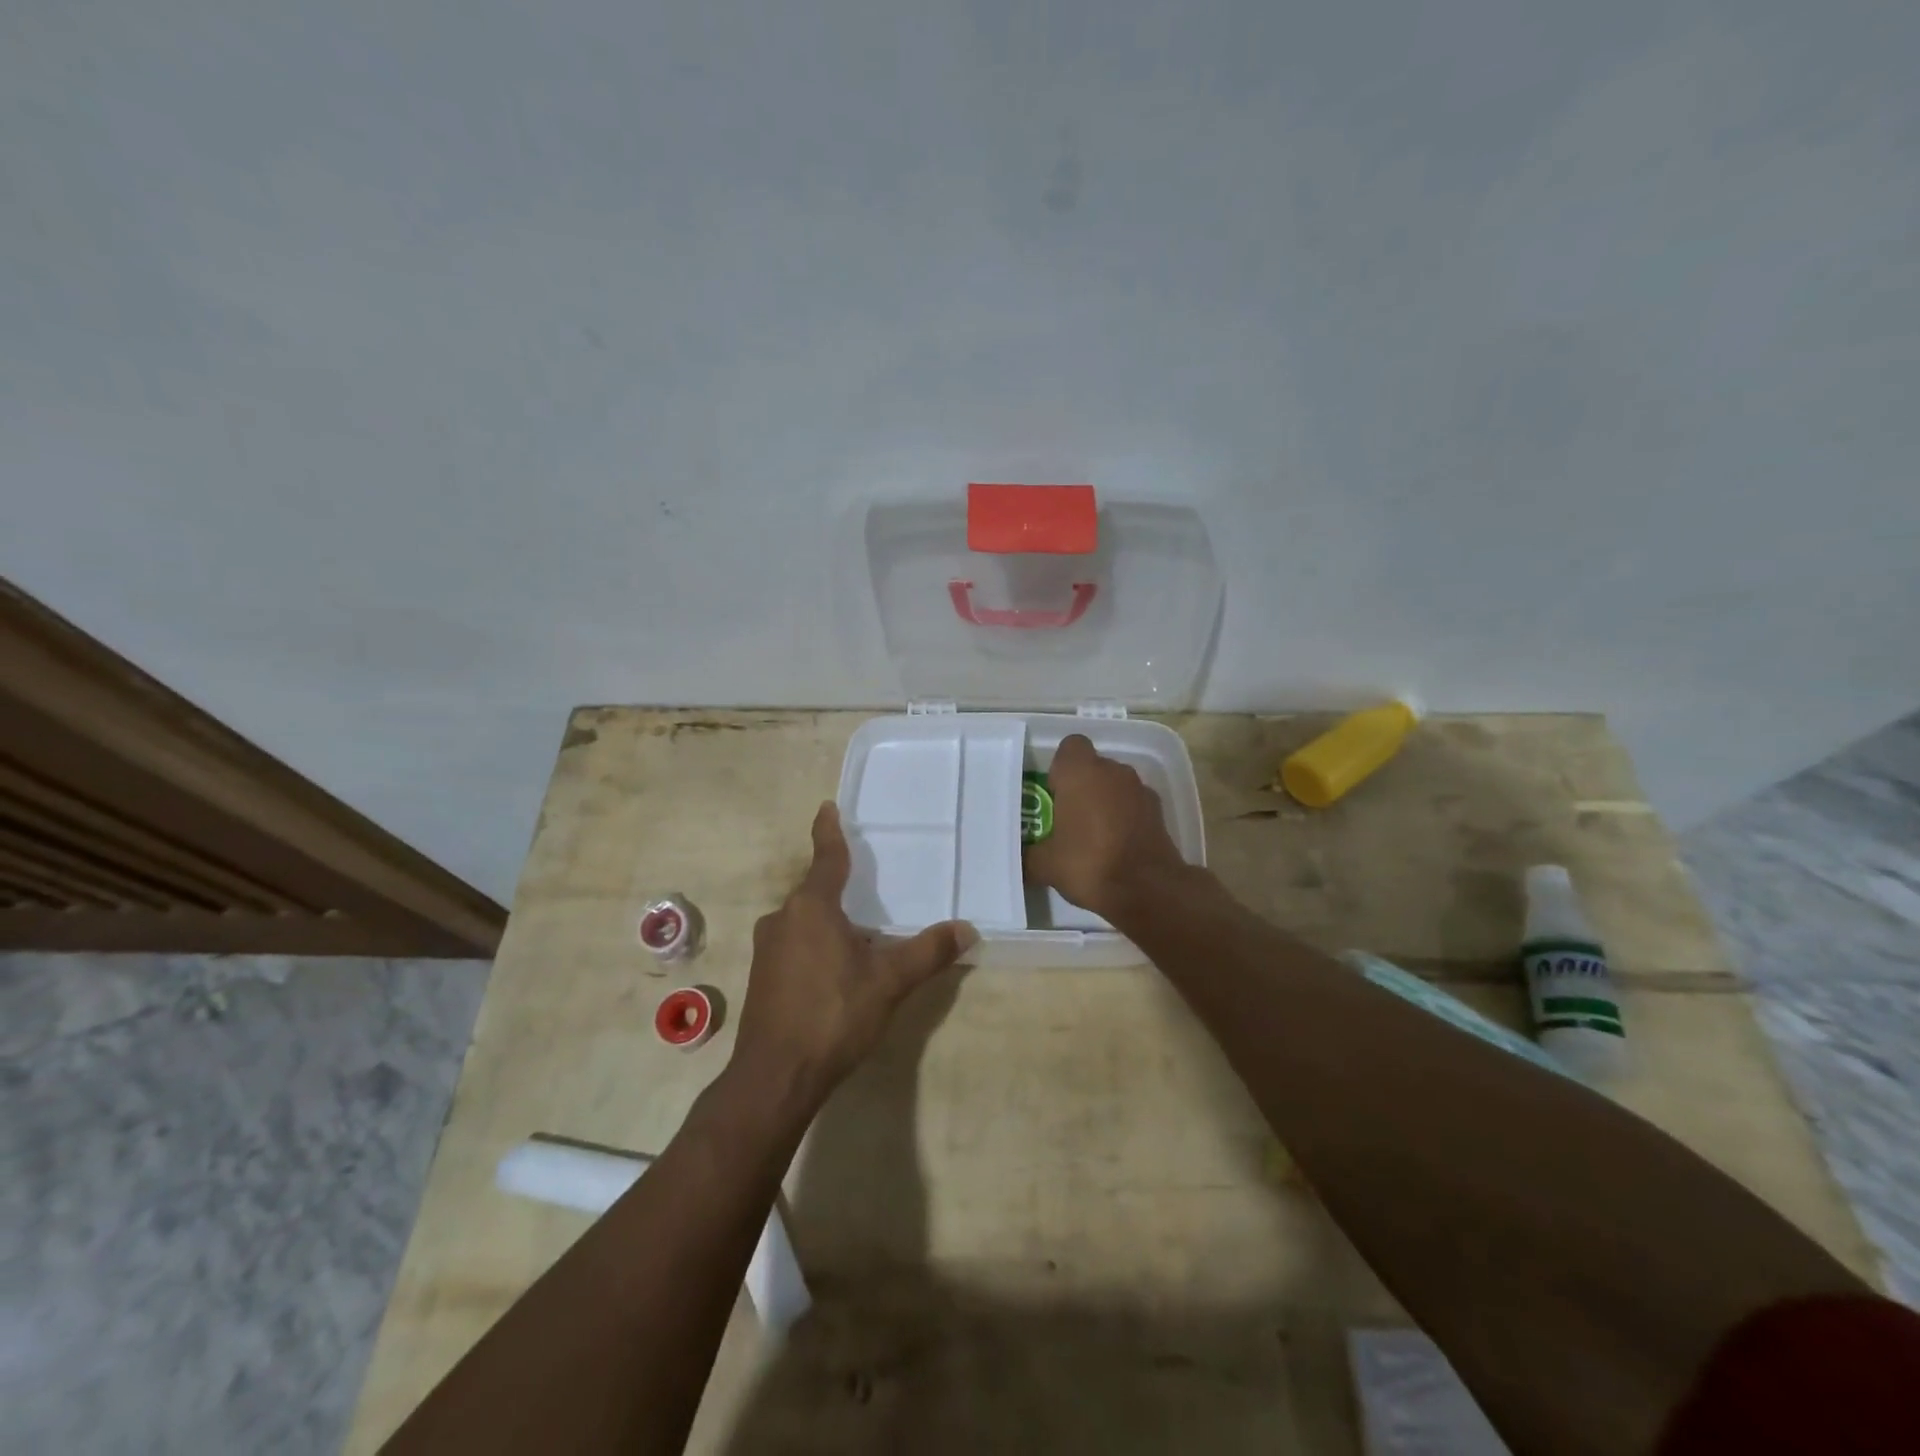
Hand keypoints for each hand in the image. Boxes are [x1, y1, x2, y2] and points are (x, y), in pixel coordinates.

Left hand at [730, 802, 975, 1110]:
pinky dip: (816, 945)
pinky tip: (837, 970)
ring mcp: (767, 948)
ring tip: (861, 933)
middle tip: (869, 886)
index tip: (827, 807)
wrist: (775, 1077)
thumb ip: (928, 951)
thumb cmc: (833, 1015)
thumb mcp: (889, 982)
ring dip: (830, 921)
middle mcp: (783, 918)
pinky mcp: (762, 976)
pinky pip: (794, 944)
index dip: (829, 831)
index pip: (826, 858)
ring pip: (805, 921)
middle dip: (840, 888)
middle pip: (815, 891)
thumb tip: (968, 929)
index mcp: (812, 907)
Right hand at [1024, 734, 1188, 919]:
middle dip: (1082, 787)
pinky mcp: (1158, 811)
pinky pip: (1133, 804)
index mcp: (1080, 772)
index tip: (1054, 794)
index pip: (1070, 747)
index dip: (1060, 768)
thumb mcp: (1045, 865)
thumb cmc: (1089, 864)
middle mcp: (1113, 771)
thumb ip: (1029, 854)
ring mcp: (1140, 789)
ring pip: (1115, 785)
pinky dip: (1125, 817)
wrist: (1147, 889)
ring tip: (1094, 835)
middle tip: (1068, 818)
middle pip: (1093, 767)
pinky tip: (1117, 846)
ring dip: (1105, 801)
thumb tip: (1022, 858)